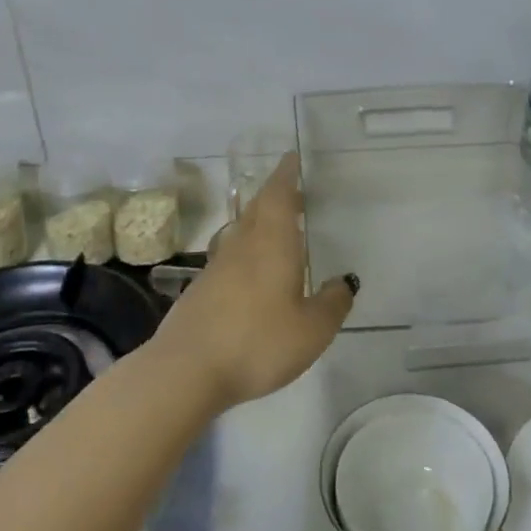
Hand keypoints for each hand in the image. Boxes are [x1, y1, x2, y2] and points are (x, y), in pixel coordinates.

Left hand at [158, 153, 355, 409]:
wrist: (186, 371)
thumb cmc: (257, 342)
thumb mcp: (312, 330)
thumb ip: (332, 303)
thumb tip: (344, 282)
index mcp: (272, 244)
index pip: (278, 196)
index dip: (286, 175)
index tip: (292, 159)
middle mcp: (242, 246)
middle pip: (257, 209)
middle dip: (275, 195)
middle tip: (293, 191)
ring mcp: (216, 268)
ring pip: (240, 232)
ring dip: (258, 222)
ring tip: (276, 229)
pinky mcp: (200, 291)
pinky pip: (229, 258)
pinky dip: (246, 252)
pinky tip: (252, 274)